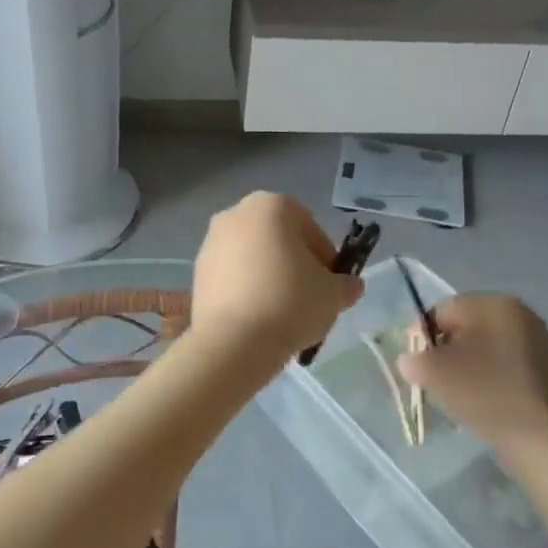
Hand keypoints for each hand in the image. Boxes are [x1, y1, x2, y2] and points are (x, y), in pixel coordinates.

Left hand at [190, 193, 362, 357]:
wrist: (234, 342)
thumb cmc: (290, 303)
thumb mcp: (333, 294)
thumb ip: (346, 285)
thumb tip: (350, 286)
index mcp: (271, 206)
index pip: (309, 227)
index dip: (325, 256)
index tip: (331, 283)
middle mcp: (235, 214)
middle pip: (277, 238)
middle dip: (294, 263)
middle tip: (309, 296)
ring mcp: (210, 243)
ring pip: (252, 256)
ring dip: (268, 276)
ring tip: (282, 311)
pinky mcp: (197, 273)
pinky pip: (231, 276)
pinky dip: (246, 289)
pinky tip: (258, 317)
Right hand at [397, 294, 547, 449]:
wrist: (535, 435)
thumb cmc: (480, 391)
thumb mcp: (432, 372)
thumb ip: (413, 358)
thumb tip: (412, 359)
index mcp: (492, 303)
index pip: (442, 311)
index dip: (422, 335)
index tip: (417, 362)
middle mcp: (521, 312)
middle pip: (469, 325)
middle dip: (449, 347)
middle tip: (437, 375)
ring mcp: (541, 339)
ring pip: (491, 343)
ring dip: (473, 359)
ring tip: (463, 388)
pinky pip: (511, 361)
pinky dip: (496, 373)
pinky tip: (489, 396)